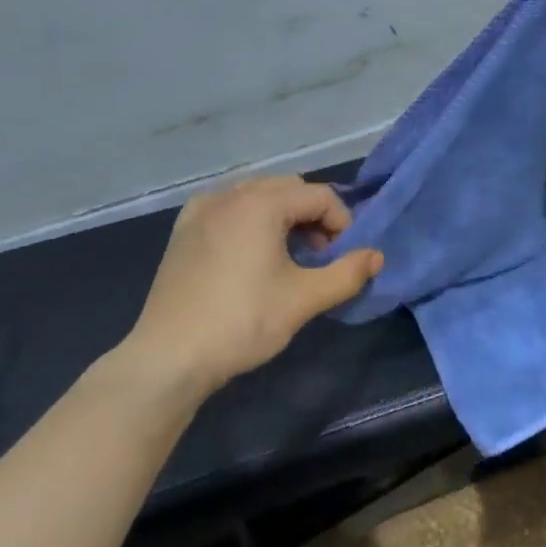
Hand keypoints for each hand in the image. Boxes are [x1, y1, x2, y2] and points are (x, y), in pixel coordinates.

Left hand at [125, 176, 383, 392]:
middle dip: (313, 216)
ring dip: (283, 216)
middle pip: (289, 189)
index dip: (342, 223)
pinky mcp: (183, 230)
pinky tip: (249, 252)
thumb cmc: (242, 322)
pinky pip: (228, 208)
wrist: (169, 358)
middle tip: (319, 257)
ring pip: (257, 195)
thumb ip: (347, 273)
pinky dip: (249, 219)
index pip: (320, 196)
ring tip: (288, 257)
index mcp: (261, 203)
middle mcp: (230, 194)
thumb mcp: (303, 299)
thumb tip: (376, 256)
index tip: (343, 259)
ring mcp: (201, 210)